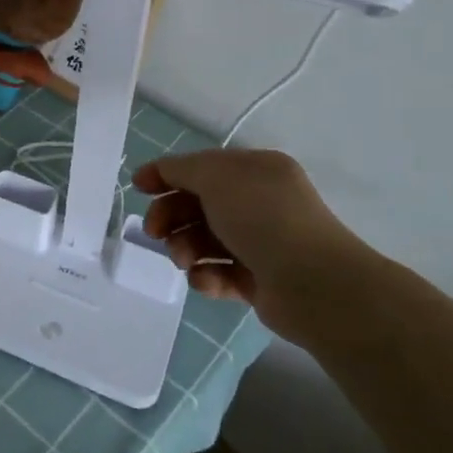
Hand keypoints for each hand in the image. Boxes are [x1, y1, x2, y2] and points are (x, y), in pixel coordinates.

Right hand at [132, 148, 382, 345]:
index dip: (166, 174)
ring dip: (185, 248)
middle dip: (171, 217)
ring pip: (204, 240)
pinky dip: (206, 276)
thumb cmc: (262, 218)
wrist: (314, 285)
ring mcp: (261, 243)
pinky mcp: (259, 280)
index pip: (202, 167)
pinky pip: (219, 273)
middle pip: (198, 204)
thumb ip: (180, 169)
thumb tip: (160, 173)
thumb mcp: (215, 177)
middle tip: (155, 233)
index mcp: (256, 171)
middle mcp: (260, 202)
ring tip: (185, 261)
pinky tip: (205, 281)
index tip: (138, 188)